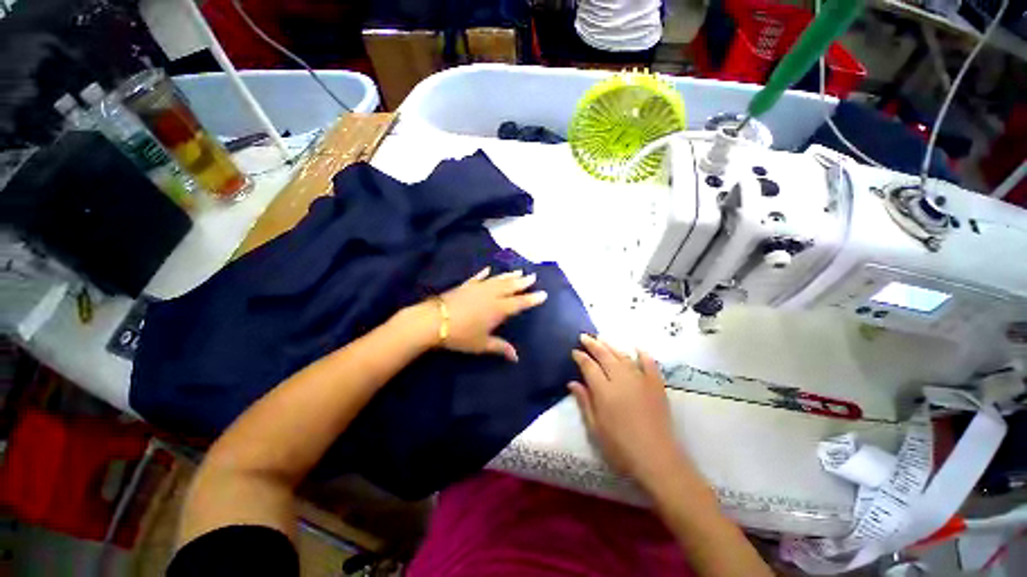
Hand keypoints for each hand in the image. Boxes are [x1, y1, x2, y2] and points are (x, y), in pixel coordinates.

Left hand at [436, 267, 547, 361]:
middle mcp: (492, 295)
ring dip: (509, 275)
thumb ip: (500, 348)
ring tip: (518, 271)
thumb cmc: (461, 335)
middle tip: (533, 275)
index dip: (532, 299)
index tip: (543, 293)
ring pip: (498, 280)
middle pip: (511, 287)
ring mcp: (479, 288)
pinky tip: (489, 269)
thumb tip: (516, 357)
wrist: (435, 321)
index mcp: (499, 309)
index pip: (520, 303)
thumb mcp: (482, 344)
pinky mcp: (466, 285)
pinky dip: (484, 274)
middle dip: (523, 282)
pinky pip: (478, 277)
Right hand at [569, 335, 686, 487]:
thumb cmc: (620, 448)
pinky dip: (643, 354)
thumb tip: (572, 382)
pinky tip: (637, 348)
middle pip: (605, 355)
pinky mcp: (656, 386)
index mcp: (604, 391)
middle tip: (584, 336)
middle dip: (593, 344)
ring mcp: (641, 381)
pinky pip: (649, 364)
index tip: (574, 351)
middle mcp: (621, 380)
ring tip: (602, 338)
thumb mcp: (595, 429)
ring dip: (611, 346)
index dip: (580, 357)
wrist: (657, 460)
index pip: (589, 366)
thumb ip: (584, 402)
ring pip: (623, 356)